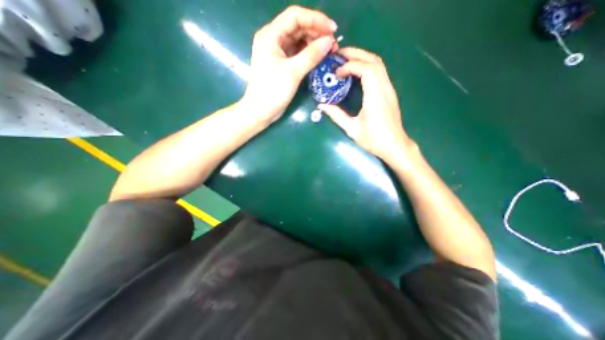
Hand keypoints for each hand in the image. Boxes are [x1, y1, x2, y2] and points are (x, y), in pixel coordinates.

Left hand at [242, 6, 337, 121]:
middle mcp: (273, 40)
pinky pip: (298, 53)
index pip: (295, 16)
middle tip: (333, 44)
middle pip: (298, 27)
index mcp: (271, 35)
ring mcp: (278, 52)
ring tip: (329, 51)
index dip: (315, 19)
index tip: (332, 30)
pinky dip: (309, 54)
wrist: (261, 111)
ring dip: (314, 44)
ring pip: (299, 40)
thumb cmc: (273, 91)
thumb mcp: (293, 72)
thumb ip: (311, 55)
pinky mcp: (282, 64)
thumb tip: (328, 42)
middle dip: (316, 33)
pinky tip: (319, 58)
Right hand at [317, 48, 415, 162]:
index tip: (337, 73)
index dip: (350, 65)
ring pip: (379, 64)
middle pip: (374, 60)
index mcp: (375, 97)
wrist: (395, 146)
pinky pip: (380, 72)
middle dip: (356, 53)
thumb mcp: (352, 129)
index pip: (366, 69)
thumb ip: (336, 115)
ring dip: (362, 57)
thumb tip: (322, 105)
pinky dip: (367, 66)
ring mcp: (389, 89)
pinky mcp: (389, 92)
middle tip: (338, 55)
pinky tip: (357, 71)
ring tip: (346, 60)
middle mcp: (384, 89)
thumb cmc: (373, 140)